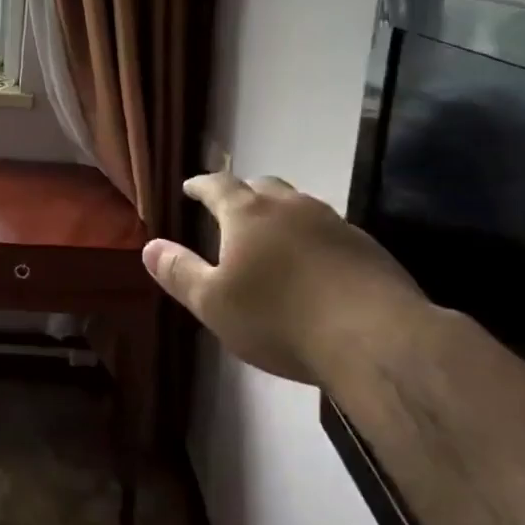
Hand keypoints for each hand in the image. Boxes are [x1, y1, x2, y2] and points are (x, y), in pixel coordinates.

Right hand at [142, 172, 428, 385]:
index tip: (190, 187)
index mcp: (248, 214)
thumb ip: (179, 272)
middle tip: (232, 207)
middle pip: (262, 186)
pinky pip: (329, 230)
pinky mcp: (367, 247)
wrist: (375, 339)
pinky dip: (313, 238)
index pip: (218, 185)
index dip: (201, 185)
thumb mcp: (213, 304)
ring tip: (273, 234)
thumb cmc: (279, 319)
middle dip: (243, 193)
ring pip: (299, 205)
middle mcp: (290, 206)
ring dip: (281, 213)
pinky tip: (315, 264)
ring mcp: (333, 223)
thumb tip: (149, 246)